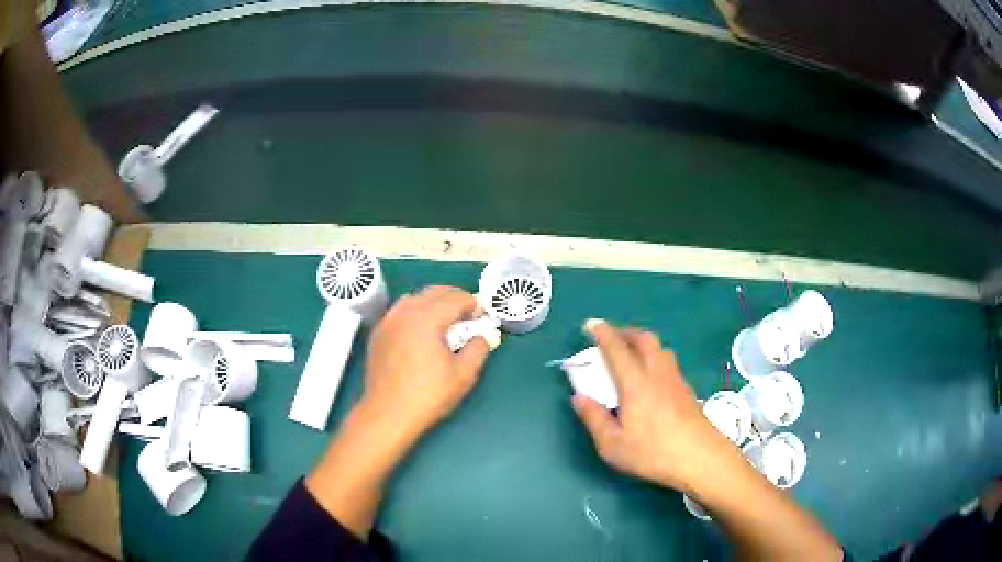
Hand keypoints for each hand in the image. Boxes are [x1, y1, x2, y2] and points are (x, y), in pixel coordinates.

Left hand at [360, 285, 492, 443]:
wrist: (387, 413)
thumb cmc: (428, 395)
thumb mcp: (464, 374)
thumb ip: (478, 349)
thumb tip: (483, 336)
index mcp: (427, 318)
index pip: (454, 298)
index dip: (472, 304)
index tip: (482, 315)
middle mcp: (405, 312)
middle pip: (433, 292)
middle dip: (453, 298)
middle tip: (467, 315)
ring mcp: (387, 322)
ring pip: (413, 299)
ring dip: (432, 303)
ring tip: (444, 321)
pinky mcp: (378, 334)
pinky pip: (399, 312)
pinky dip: (414, 313)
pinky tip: (420, 332)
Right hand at [572, 319, 735, 492]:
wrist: (699, 458)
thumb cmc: (652, 452)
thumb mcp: (612, 445)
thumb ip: (594, 419)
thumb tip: (579, 397)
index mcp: (635, 383)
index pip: (616, 349)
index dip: (602, 332)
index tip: (591, 324)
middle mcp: (656, 374)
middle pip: (644, 339)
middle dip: (626, 332)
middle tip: (612, 339)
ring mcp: (675, 380)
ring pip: (660, 349)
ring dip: (644, 344)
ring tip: (632, 357)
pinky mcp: (687, 391)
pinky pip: (669, 364)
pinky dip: (656, 360)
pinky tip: (652, 380)